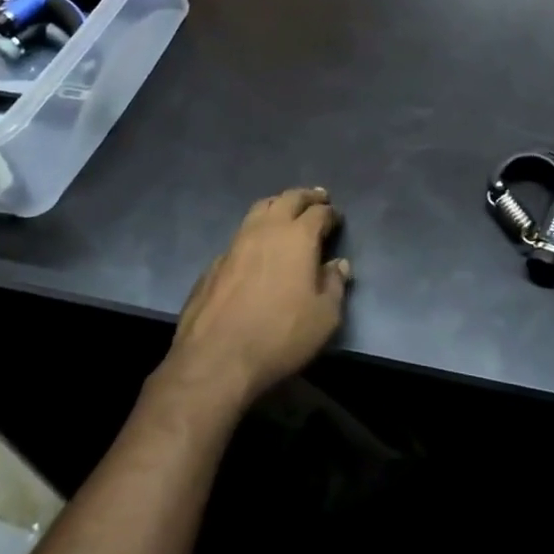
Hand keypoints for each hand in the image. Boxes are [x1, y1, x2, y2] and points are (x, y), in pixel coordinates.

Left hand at [163, 188, 349, 411]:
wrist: (217, 357)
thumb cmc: (280, 335)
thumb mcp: (324, 317)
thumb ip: (335, 286)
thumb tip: (339, 265)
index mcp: (297, 236)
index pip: (319, 213)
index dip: (331, 213)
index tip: (337, 218)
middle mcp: (266, 229)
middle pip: (288, 199)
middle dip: (306, 196)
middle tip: (317, 198)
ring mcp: (236, 242)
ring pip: (260, 209)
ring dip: (278, 205)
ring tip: (286, 210)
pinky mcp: (215, 261)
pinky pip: (241, 233)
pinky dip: (255, 230)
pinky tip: (257, 246)